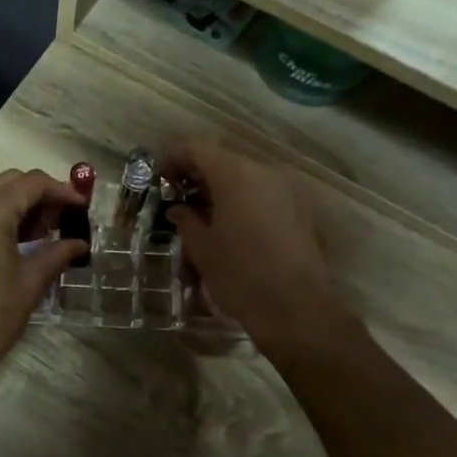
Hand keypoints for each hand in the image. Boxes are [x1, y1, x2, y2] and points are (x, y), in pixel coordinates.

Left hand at [0, 168, 85, 386]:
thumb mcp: (30, 282)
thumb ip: (57, 253)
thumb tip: (79, 244)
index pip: (32, 183)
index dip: (62, 191)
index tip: (82, 208)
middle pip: (9, 182)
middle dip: (40, 195)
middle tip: (63, 220)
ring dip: (17, 204)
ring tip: (42, 233)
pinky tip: (12, 242)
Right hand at [160, 141, 332, 341]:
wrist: (294, 308)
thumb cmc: (239, 274)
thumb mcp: (202, 248)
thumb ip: (186, 220)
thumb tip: (178, 209)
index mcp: (235, 175)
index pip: (197, 148)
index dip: (173, 158)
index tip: (158, 178)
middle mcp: (263, 172)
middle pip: (223, 159)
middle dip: (196, 173)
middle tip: (175, 195)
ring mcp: (286, 190)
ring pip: (245, 176)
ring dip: (220, 187)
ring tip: (200, 213)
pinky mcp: (299, 210)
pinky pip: (263, 193)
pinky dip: (242, 199)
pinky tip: (229, 225)